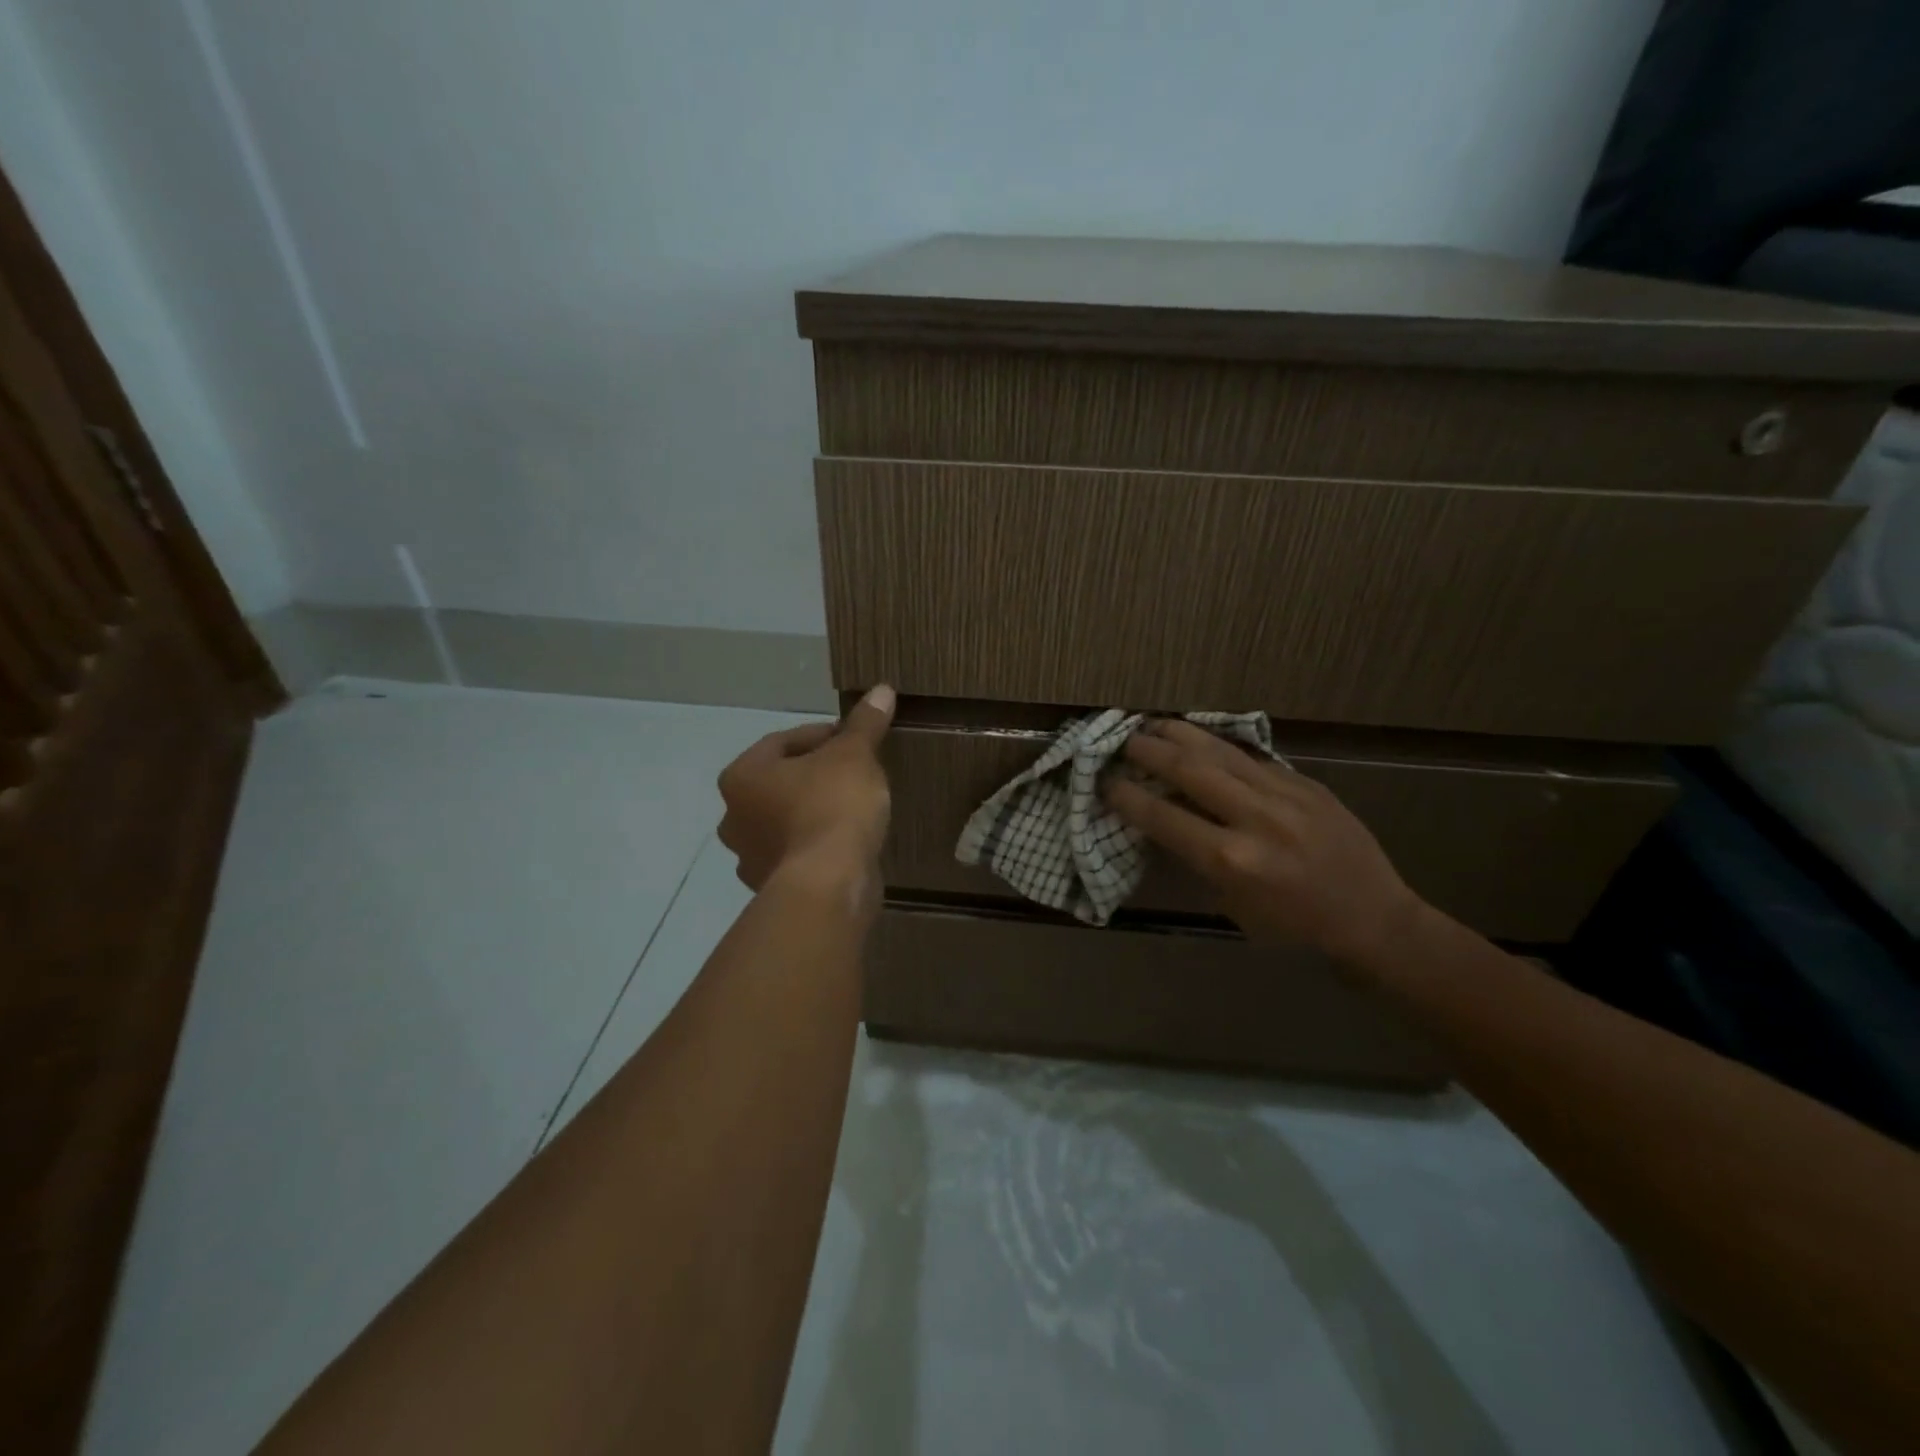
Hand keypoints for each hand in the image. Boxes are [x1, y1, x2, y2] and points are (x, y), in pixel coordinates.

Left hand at [717, 685, 895, 895]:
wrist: (830, 883)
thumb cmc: (832, 806)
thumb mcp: (854, 755)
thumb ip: (864, 724)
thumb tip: (881, 689)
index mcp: (742, 776)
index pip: (783, 741)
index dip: (822, 735)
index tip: (854, 740)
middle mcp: (734, 816)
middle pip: (780, 782)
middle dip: (814, 775)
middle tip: (853, 771)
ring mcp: (750, 857)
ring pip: (785, 820)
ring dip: (812, 811)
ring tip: (854, 807)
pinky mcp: (774, 887)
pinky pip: (797, 853)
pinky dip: (817, 844)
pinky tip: (847, 842)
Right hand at [1105, 720, 1424, 966]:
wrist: (1372, 919)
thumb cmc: (1292, 928)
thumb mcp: (1232, 903)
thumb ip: (1197, 858)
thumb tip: (1163, 819)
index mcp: (1230, 859)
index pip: (1163, 816)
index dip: (1127, 796)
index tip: (1104, 782)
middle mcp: (1254, 819)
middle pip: (1188, 770)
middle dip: (1148, 751)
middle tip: (1124, 740)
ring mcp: (1284, 795)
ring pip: (1220, 751)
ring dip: (1181, 734)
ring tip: (1153, 724)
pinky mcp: (1305, 783)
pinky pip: (1252, 757)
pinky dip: (1219, 746)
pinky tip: (1201, 738)